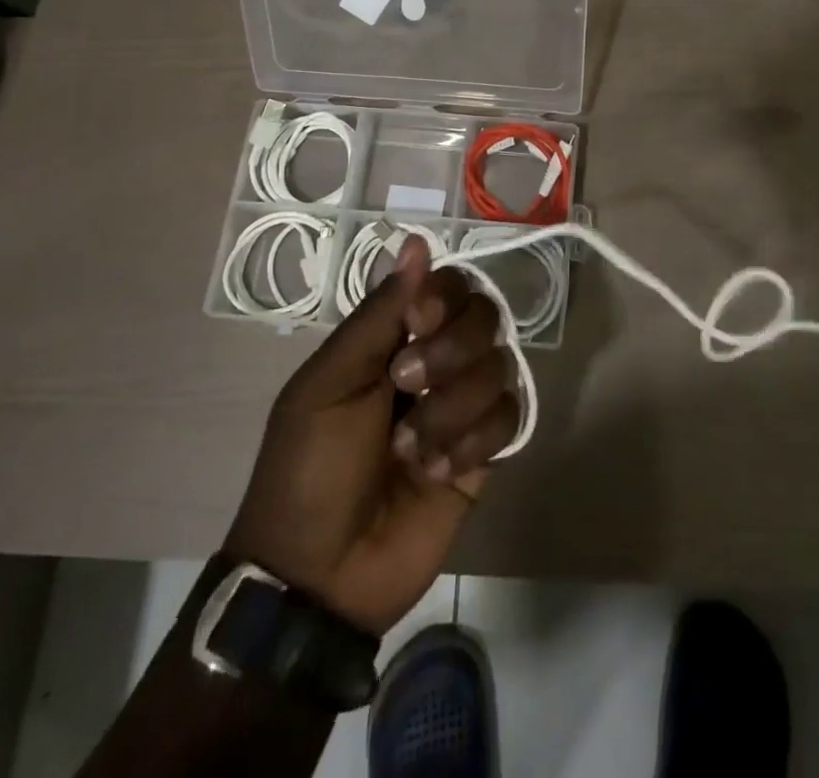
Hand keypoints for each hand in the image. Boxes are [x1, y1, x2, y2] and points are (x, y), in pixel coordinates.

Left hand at [225, 238, 520, 634]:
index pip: (448, 284)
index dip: (444, 296)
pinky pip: (510, 418)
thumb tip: (416, 242)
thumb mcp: (329, 383)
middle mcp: (436, 360)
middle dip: (450, 352)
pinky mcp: (485, 453)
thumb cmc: (308, 467)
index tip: (418, 321)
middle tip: (405, 386)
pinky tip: (437, 473)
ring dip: (452, 410)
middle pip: (484, 316)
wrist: (318, 575)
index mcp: (394, 337)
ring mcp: (462, 406)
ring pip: (498, 367)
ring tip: (410, 451)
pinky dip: (473, 443)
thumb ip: (378, 314)